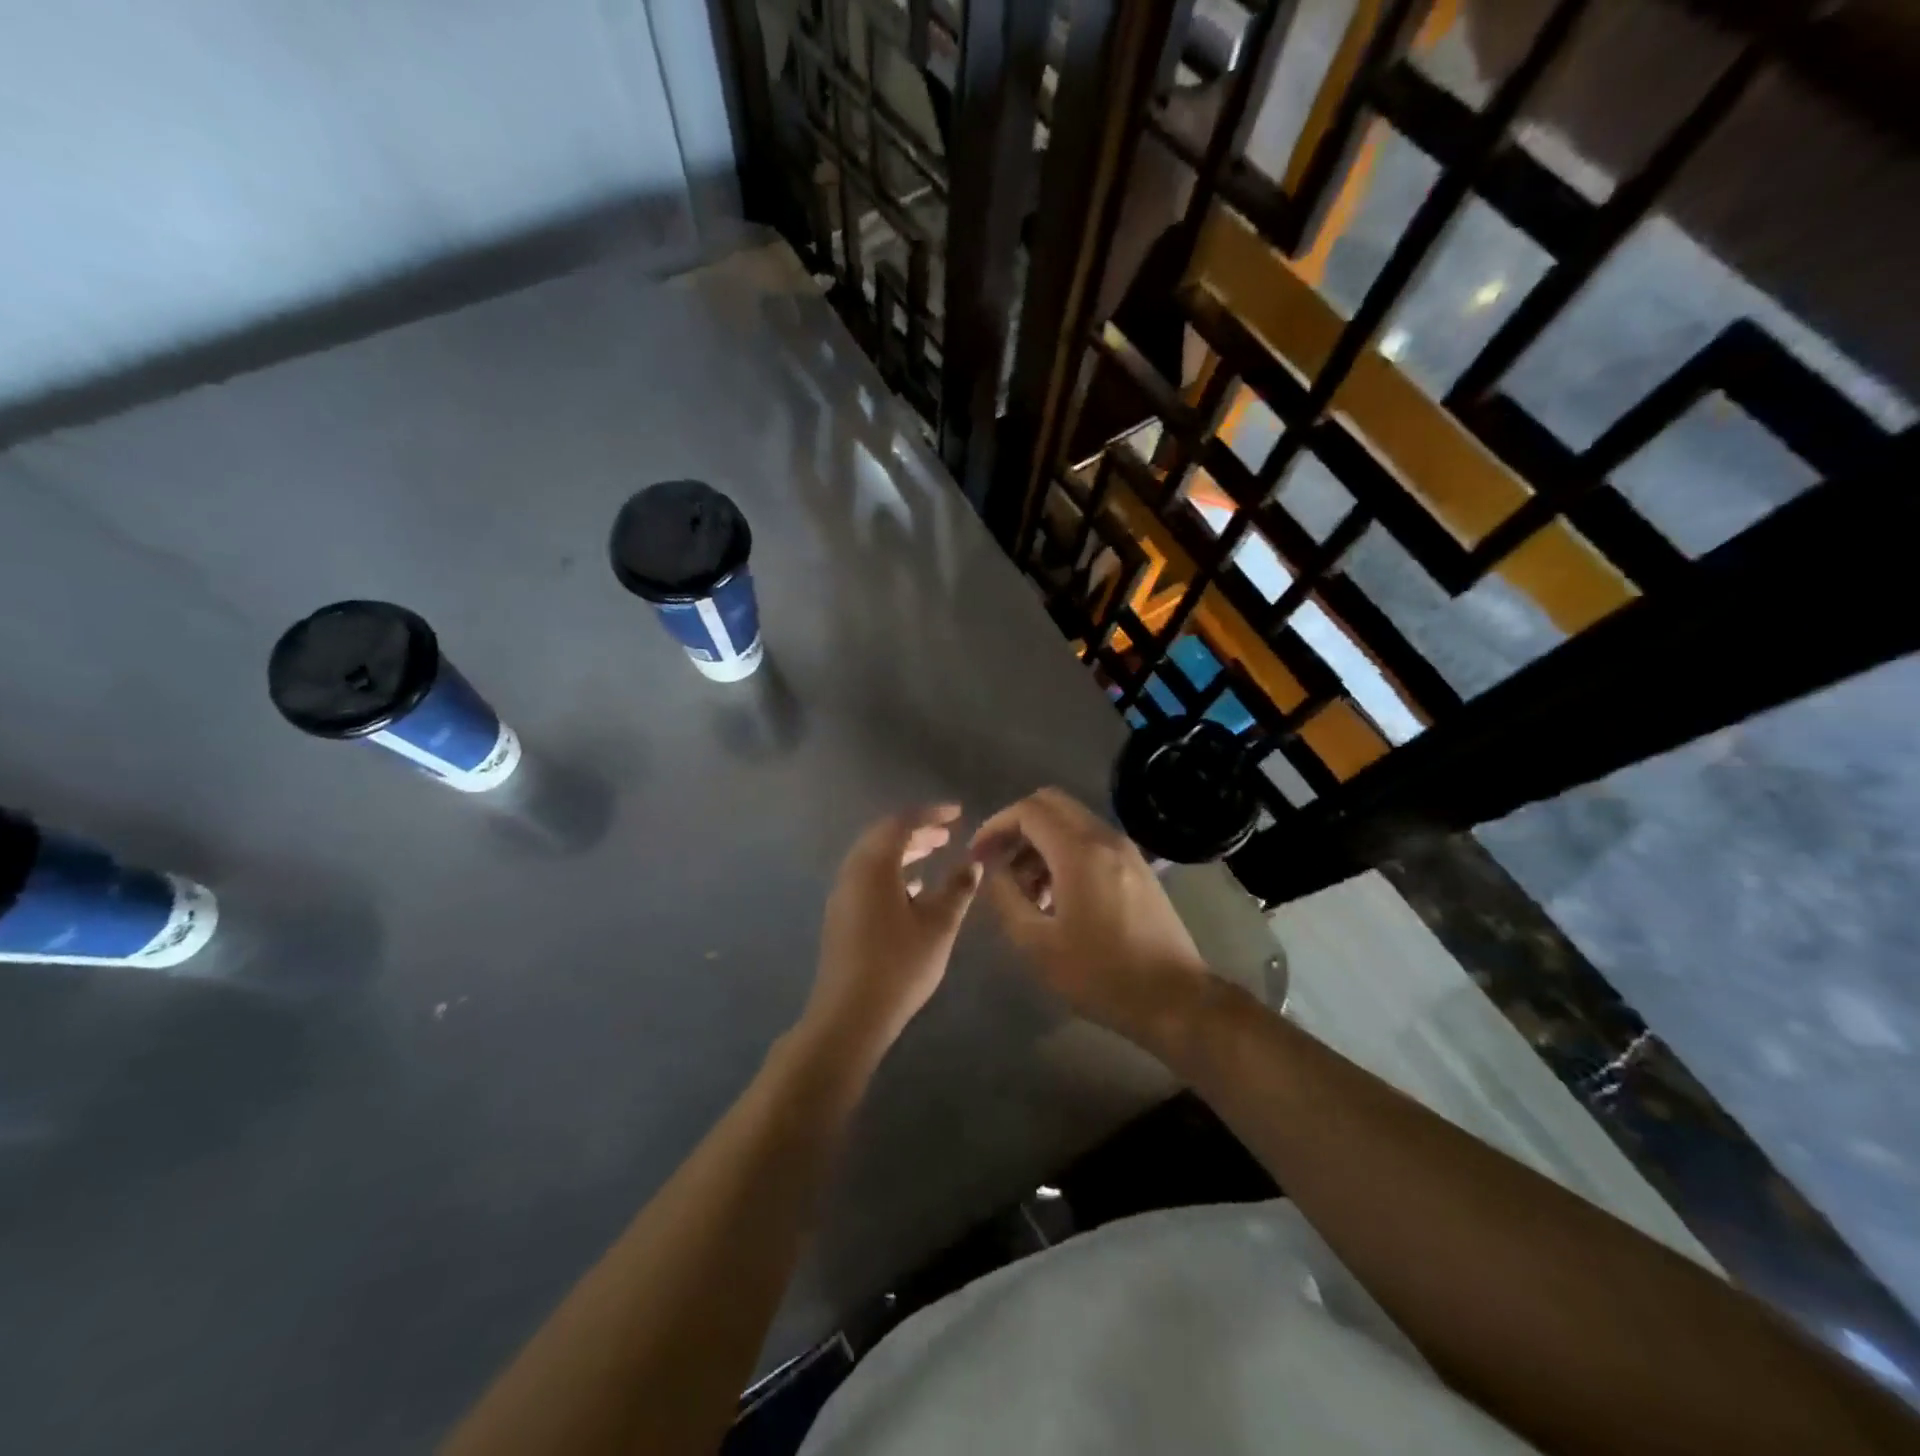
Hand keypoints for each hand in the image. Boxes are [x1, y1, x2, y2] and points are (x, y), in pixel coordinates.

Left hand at [801, 805, 981, 1069]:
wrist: (849, 1016)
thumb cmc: (899, 965)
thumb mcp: (939, 925)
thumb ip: (957, 889)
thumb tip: (973, 862)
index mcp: (873, 865)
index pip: (901, 823)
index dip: (930, 814)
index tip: (957, 813)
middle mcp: (852, 872)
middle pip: (883, 837)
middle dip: (916, 830)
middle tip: (946, 833)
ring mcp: (842, 895)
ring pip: (873, 858)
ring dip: (903, 851)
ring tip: (933, 854)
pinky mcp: (841, 917)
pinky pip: (867, 878)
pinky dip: (891, 872)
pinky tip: (913, 889)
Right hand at [972, 788, 1211, 1048]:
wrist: (1175, 998)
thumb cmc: (1101, 974)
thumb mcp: (1038, 944)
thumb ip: (1007, 899)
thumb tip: (995, 872)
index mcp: (1079, 851)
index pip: (1028, 811)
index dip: (996, 826)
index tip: (978, 855)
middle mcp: (1104, 838)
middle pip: (1051, 804)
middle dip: (1017, 826)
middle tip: (998, 862)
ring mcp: (1126, 850)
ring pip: (1071, 822)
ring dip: (1040, 842)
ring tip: (1025, 890)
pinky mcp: (1137, 867)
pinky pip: (1090, 841)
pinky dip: (1064, 852)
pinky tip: (1056, 897)